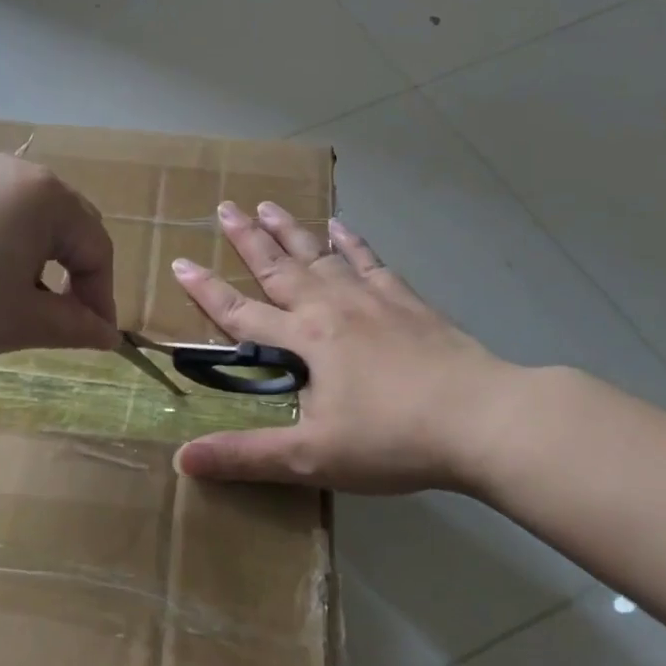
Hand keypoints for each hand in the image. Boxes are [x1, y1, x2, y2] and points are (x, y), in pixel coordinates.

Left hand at [0, 154, 118, 364]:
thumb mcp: (18, 321)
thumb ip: (73, 326)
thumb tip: (108, 336)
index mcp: (44, 196)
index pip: (95, 247)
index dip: (101, 297)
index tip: (95, 339)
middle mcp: (11, 170)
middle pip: (63, 223)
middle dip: (69, 273)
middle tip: (56, 320)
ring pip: (22, 216)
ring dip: (32, 259)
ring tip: (6, 300)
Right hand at [173, 202, 521, 493]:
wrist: (485, 420)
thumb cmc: (393, 439)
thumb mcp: (311, 457)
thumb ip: (245, 455)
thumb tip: (181, 460)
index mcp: (305, 339)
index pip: (241, 313)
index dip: (207, 291)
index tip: (180, 263)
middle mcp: (332, 308)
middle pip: (279, 268)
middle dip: (248, 239)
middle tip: (225, 207)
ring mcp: (372, 300)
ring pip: (321, 255)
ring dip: (292, 231)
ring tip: (268, 204)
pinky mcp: (407, 303)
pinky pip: (371, 263)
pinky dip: (353, 243)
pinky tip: (341, 226)